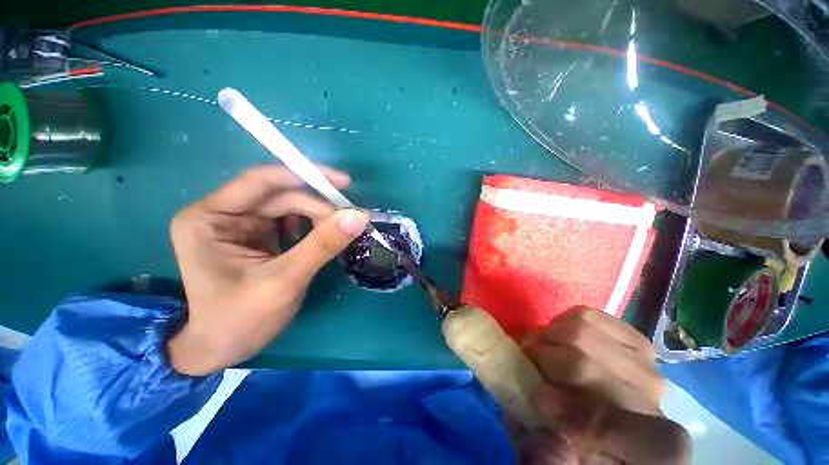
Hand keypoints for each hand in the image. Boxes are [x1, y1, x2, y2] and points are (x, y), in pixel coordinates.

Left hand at [167, 165, 368, 375]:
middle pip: (281, 196)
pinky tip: (325, 238)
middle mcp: (223, 213)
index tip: (344, 183)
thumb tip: (359, 216)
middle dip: (319, 206)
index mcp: (210, 217)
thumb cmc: (241, 320)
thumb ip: (322, 244)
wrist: (223, 350)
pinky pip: (291, 221)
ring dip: (319, 216)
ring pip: (290, 207)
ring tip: (341, 230)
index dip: (306, 176)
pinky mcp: (257, 236)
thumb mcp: (285, 280)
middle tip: (350, 220)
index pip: (263, 181)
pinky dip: (313, 226)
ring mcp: (240, 224)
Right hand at [519, 307, 690, 463]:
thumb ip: (549, 458)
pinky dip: (560, 321)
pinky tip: (558, 338)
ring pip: (580, 330)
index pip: (623, 428)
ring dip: (546, 337)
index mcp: (652, 449)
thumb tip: (545, 433)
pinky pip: (586, 314)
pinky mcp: (632, 339)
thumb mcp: (558, 458)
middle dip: (540, 358)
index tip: (538, 400)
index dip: (578, 414)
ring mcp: (647, 364)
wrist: (606, 421)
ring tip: (539, 349)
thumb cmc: (578, 443)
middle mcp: (656, 401)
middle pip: (584, 365)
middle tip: (524, 360)